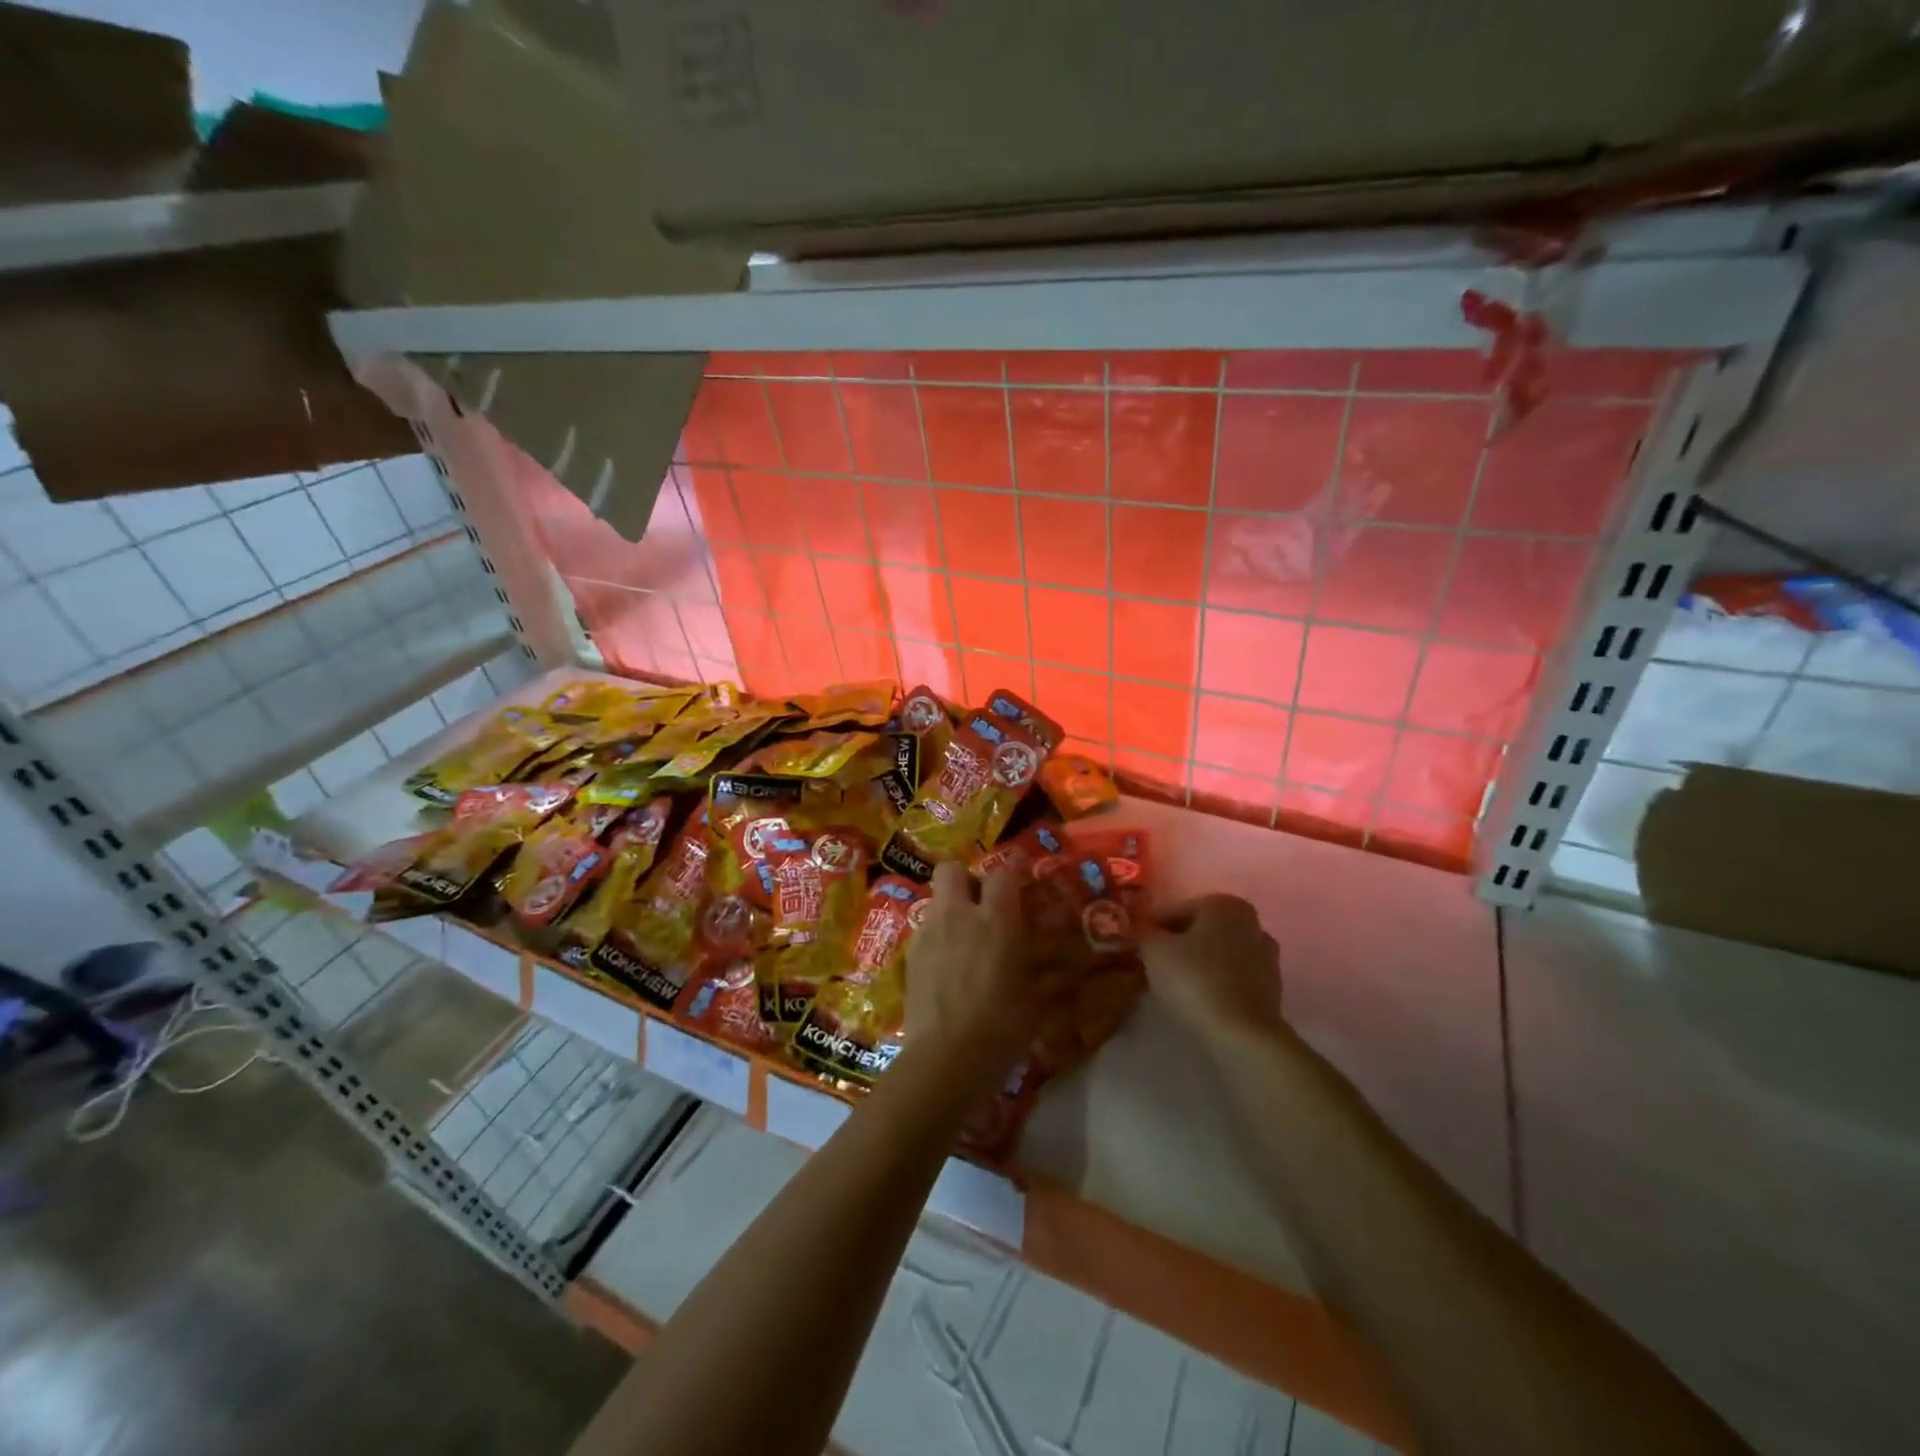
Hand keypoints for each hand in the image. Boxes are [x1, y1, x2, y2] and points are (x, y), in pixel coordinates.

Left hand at [905, 862, 1074, 1077]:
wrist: (945, 1058)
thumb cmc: (1002, 1027)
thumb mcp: (1037, 1000)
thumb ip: (1046, 971)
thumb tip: (1065, 963)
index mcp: (996, 919)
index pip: (1003, 873)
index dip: (1012, 876)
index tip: (1021, 888)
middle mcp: (958, 914)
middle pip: (952, 870)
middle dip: (965, 880)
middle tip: (980, 905)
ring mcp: (928, 933)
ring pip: (936, 901)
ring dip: (950, 911)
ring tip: (964, 941)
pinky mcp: (909, 956)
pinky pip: (924, 932)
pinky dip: (937, 940)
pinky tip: (947, 968)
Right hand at [1141, 895, 1282, 1043]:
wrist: (1243, 1035)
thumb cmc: (1195, 981)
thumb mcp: (1153, 950)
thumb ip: (1143, 931)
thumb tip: (1142, 928)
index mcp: (1223, 904)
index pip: (1174, 911)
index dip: (1152, 930)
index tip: (1138, 949)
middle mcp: (1250, 922)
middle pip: (1199, 931)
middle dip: (1177, 945)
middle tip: (1154, 967)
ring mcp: (1266, 955)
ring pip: (1217, 954)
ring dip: (1197, 964)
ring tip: (1175, 987)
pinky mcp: (1272, 987)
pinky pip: (1232, 977)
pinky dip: (1216, 983)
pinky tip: (1200, 1000)